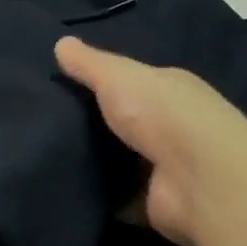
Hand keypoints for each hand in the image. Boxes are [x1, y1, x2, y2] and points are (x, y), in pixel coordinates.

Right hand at [55, 37, 246, 245]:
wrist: (201, 181)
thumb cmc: (162, 113)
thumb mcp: (117, 75)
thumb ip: (88, 63)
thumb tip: (61, 43)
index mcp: (170, 90)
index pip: (132, 80)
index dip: (99, 80)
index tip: (60, 83)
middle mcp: (174, 126)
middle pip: (125, 120)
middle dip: (92, 121)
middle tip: (46, 118)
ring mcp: (168, 166)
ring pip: (120, 158)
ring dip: (93, 158)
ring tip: (46, 149)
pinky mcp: (157, 202)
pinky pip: (119, 195)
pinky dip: (98, 193)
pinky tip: (66, 184)